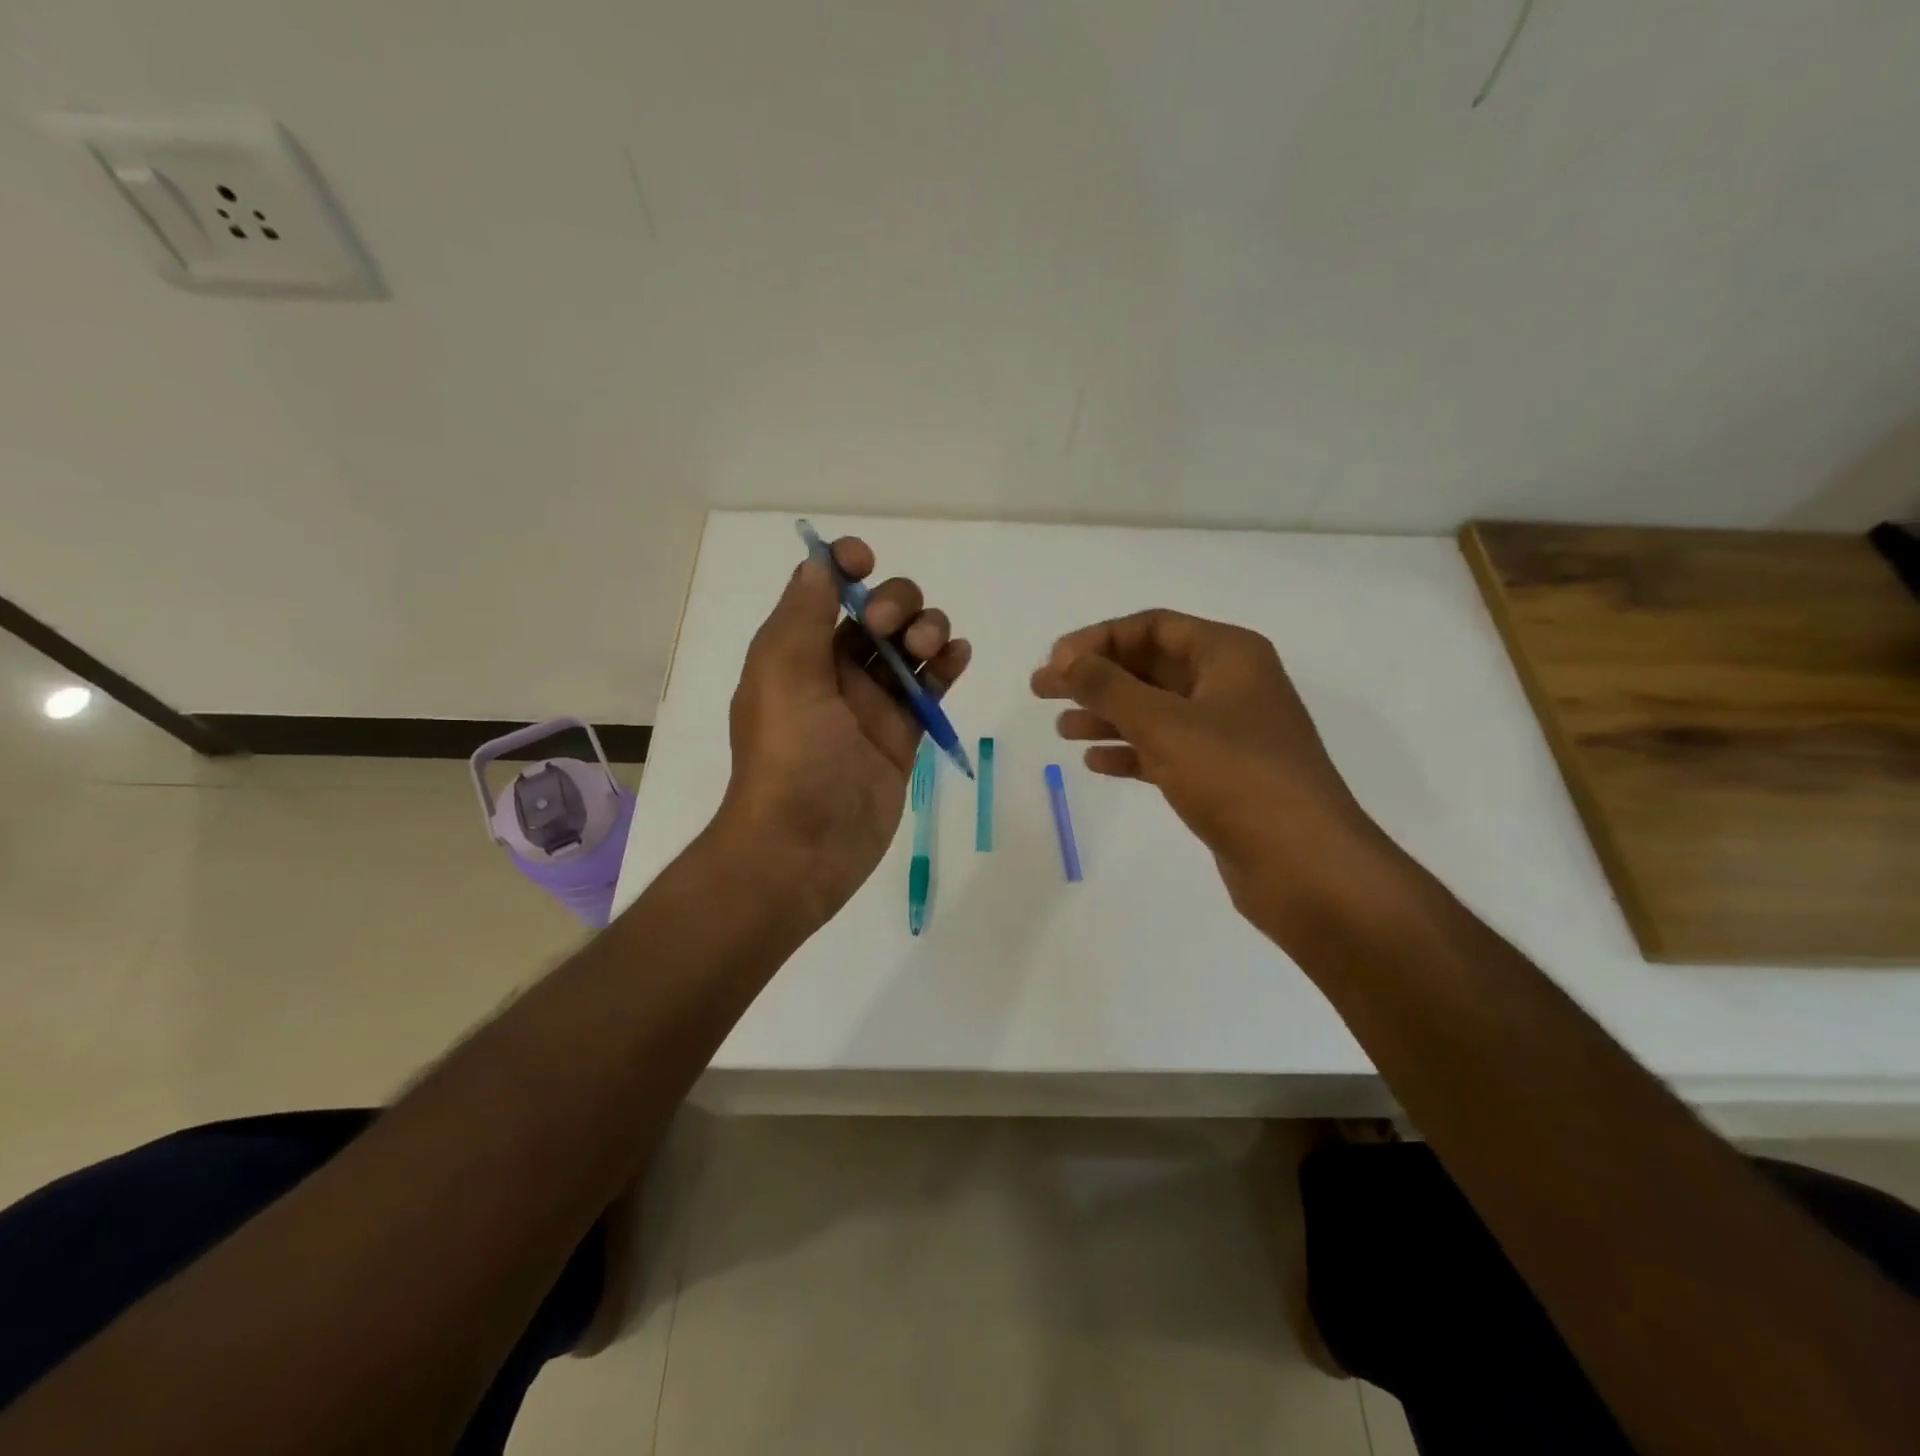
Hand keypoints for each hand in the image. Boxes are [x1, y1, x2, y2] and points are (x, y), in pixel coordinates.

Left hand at [718, 537, 970, 927]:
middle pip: (879, 613)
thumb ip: (803, 613)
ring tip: (932, 650)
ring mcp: (873, 704)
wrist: (804, 846)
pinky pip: (930, 689)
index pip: (826, 590)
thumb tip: (820, 562)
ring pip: (910, 647)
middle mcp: (835, 671)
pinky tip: (958, 656)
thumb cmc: (789, 756)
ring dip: (929, 630)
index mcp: (798, 651)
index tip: (865, 561)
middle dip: (897, 603)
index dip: (846, 566)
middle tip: (893, 631)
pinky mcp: (904, 735)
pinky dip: (948, 666)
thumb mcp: (783, 673)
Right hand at [1031, 610, 1391, 933]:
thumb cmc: (1236, 777)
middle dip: (1096, 678)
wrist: (1304, 865)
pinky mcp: (1221, 776)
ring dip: (1107, 716)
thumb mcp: (1164, 724)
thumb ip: (1109, 688)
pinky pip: (1165, 750)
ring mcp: (1228, 733)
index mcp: (1228, 655)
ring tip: (1061, 730)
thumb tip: (1066, 661)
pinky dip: (1130, 752)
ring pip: (1155, 711)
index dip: (1098, 639)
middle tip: (1042, 692)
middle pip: (1150, 666)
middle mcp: (1230, 686)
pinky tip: (1096, 763)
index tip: (1055, 663)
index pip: (1152, 626)